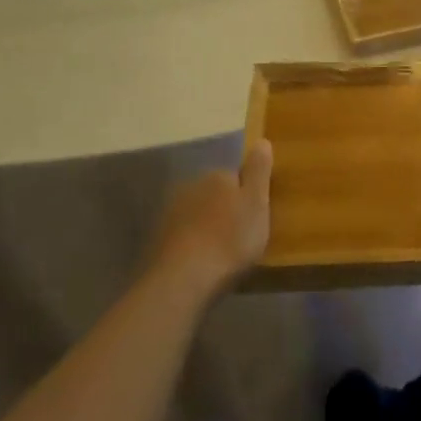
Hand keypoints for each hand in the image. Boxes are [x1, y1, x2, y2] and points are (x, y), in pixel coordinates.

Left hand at [146, 140, 273, 297]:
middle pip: (216, 194)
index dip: (248, 195)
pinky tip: (203, 261)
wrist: (184, 280)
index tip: (257, 216)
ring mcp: (171, 213)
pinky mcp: (159, 239)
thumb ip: (259, 171)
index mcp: (217, 177)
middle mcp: (190, 187)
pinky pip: (184, 235)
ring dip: (209, 226)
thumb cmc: (230, 239)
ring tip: (223, 252)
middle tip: (243, 235)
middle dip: (227, 209)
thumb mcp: (257, 203)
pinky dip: (193, 243)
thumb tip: (261, 140)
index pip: (236, 176)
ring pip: (198, 214)